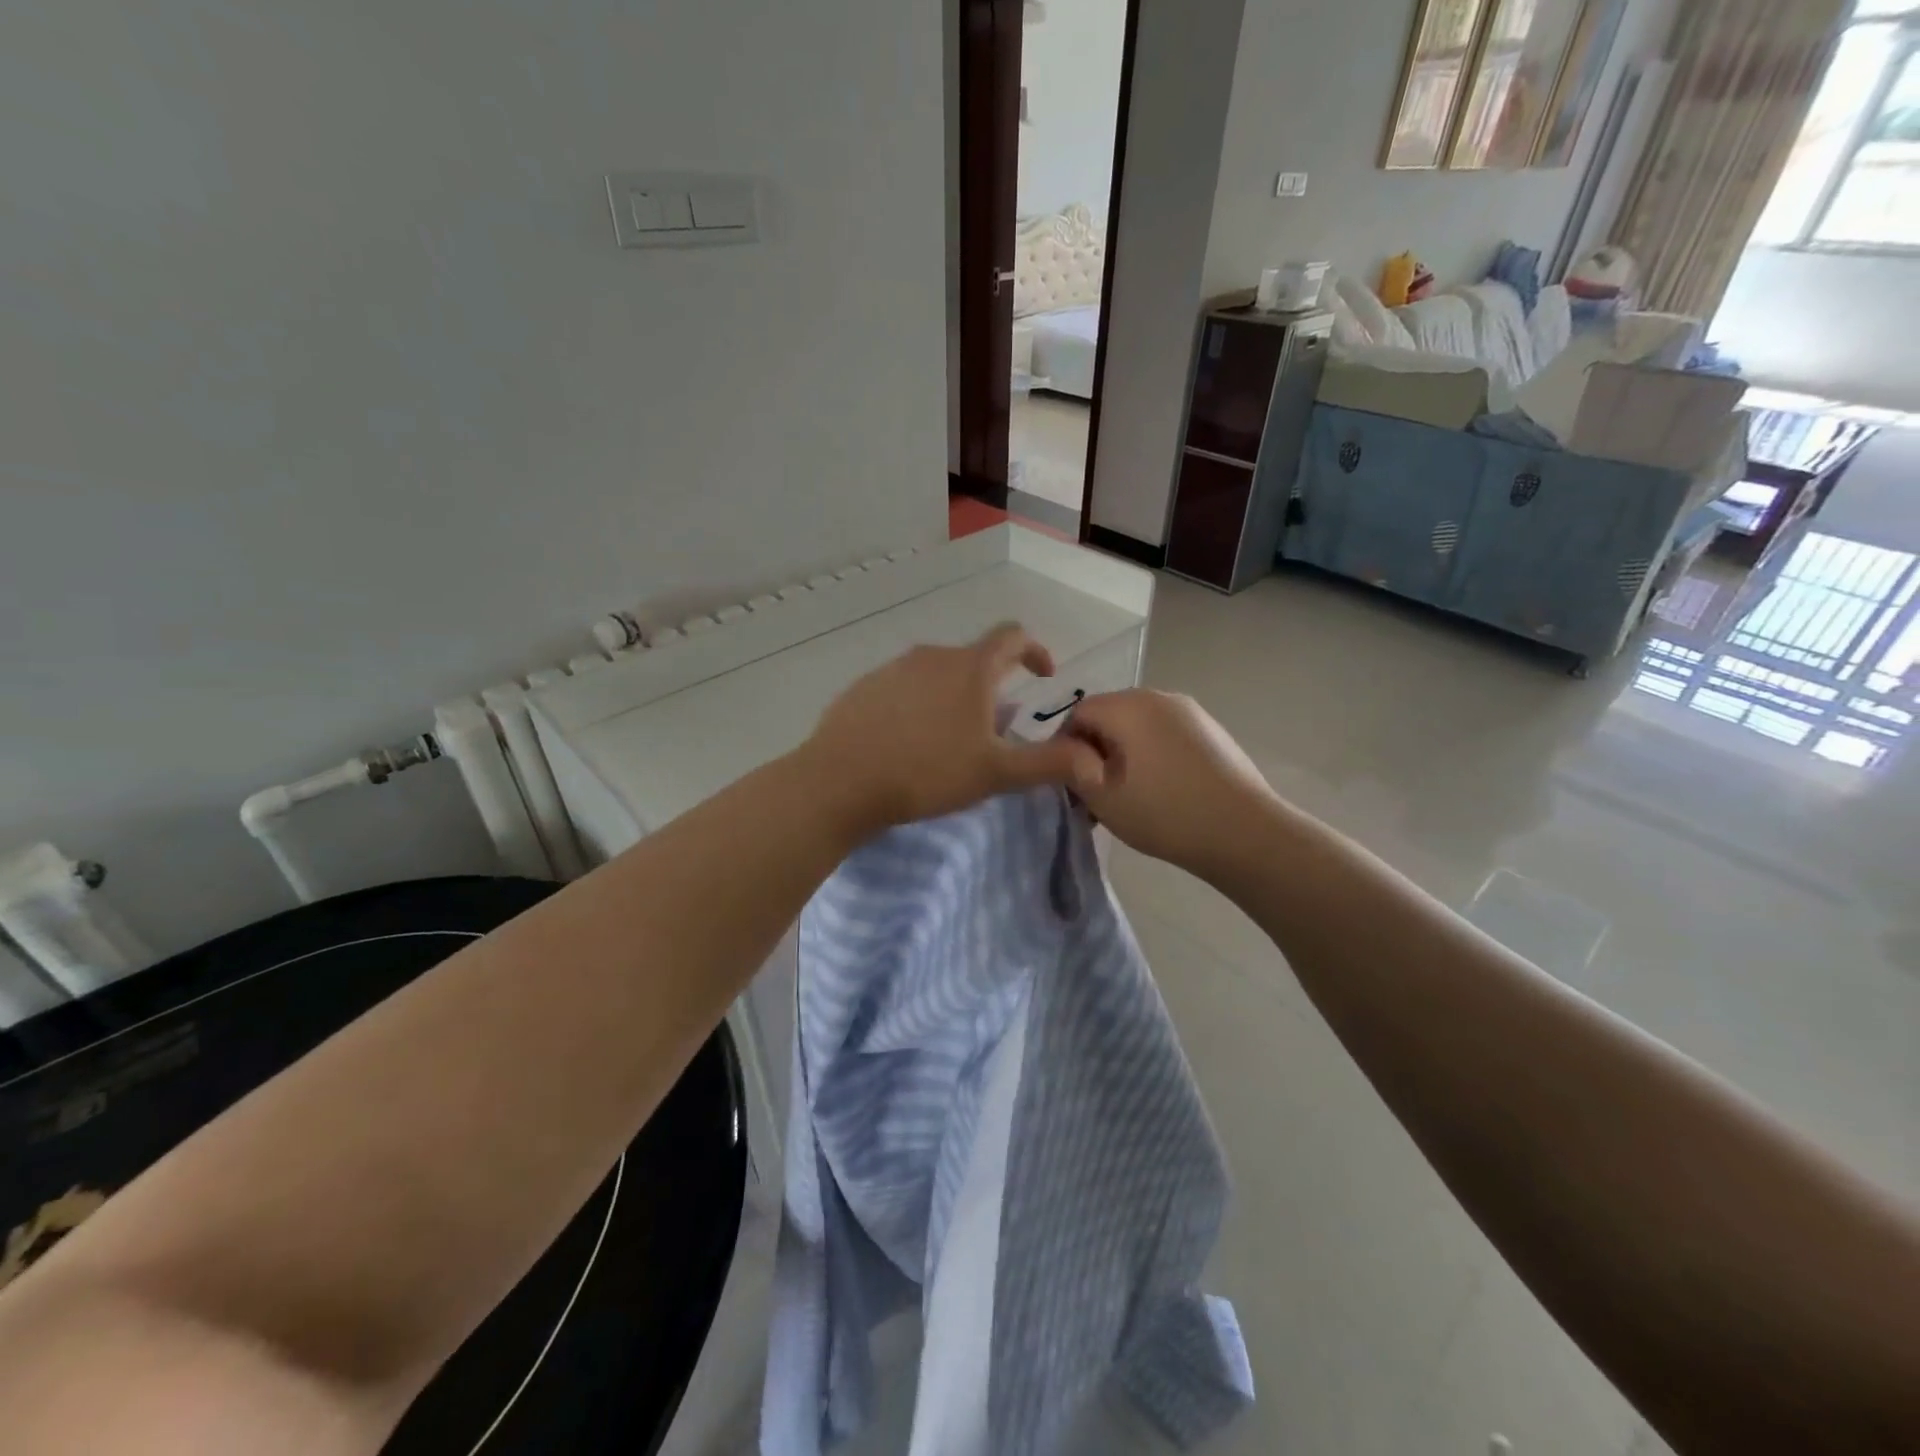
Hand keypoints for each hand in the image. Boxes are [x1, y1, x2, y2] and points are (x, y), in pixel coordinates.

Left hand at [802, 623, 1108, 833]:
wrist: (840, 781)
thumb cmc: (927, 772)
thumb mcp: (996, 773)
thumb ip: (1049, 764)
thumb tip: (1096, 761)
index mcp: (970, 668)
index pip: (1012, 637)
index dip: (1035, 650)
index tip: (1044, 675)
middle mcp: (932, 656)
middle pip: (974, 659)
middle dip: (993, 686)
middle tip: (996, 729)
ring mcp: (892, 669)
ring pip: (937, 673)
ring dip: (954, 696)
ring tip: (952, 739)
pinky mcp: (863, 688)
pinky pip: (903, 688)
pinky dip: (918, 705)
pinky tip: (908, 742)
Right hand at [1063, 689, 1274, 878]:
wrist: (1245, 833)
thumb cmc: (1165, 814)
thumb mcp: (1103, 797)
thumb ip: (1071, 768)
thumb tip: (1065, 753)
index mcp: (1129, 706)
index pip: (1078, 712)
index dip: (1063, 746)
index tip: (1066, 784)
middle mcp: (1159, 696)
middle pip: (1110, 715)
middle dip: (1094, 750)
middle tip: (1092, 795)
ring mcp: (1191, 712)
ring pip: (1138, 726)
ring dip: (1122, 755)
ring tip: (1126, 797)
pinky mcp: (1212, 731)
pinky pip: (1165, 735)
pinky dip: (1150, 756)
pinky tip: (1159, 792)